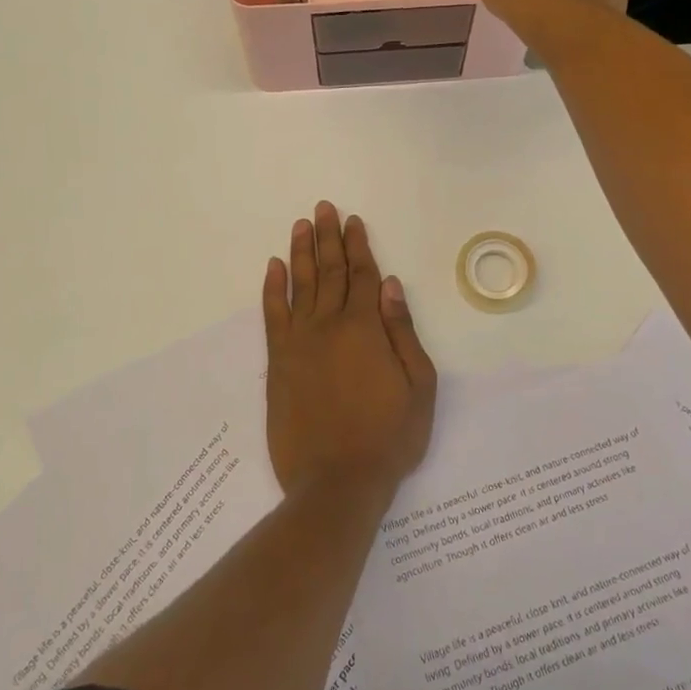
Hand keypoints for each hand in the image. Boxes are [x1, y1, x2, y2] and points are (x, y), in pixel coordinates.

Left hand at [262, 202, 436, 497]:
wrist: (337, 482)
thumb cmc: (389, 436)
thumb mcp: (418, 385)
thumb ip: (403, 331)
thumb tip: (391, 285)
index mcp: (365, 328)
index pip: (361, 275)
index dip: (358, 246)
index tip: (352, 220)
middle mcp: (328, 326)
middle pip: (329, 272)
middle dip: (328, 237)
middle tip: (323, 208)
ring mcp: (299, 343)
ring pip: (299, 285)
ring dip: (301, 252)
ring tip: (301, 225)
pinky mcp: (278, 363)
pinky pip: (273, 316)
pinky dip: (272, 289)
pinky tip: (274, 267)